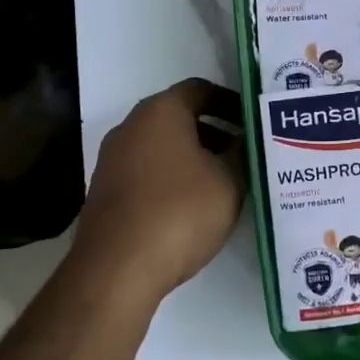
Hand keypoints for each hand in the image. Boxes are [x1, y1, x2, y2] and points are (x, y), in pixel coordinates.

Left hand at [73, 78, 245, 304]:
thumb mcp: (229, 181)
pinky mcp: (105, 191)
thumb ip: (242, 154)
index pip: (200, 89)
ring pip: (162, 146)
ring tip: (224, 183)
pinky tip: (192, 206)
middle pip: (179, 117)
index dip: (231, 103)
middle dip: (214, 132)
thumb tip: (245, 140)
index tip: (253, 123)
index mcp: (161, 111)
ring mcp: (113, 159)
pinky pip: (147, 171)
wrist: (116, 270)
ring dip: (194, 157)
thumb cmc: (179, 212)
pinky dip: (172, 178)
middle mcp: (131, 126)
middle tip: (245, 154)